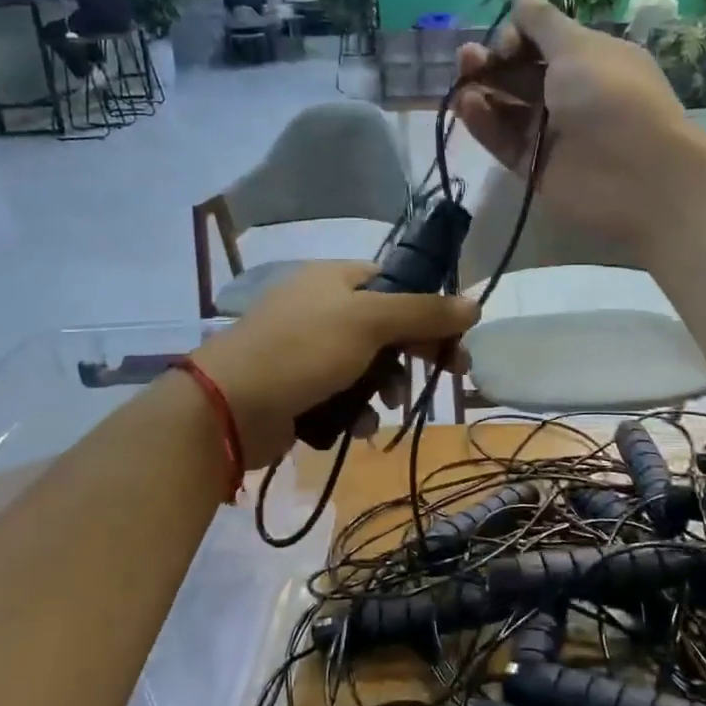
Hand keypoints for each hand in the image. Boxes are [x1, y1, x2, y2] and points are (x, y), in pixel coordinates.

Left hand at [189, 262, 478, 465]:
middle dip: (413, 353)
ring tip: (388, 405)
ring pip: (367, 364)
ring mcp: (307, 349)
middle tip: (448, 375)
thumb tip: (475, 304)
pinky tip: (358, 426)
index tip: (455, 339)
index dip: (428, 309)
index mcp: (335, 279)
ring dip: (386, 386)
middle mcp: (322, 307)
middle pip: (385, 326)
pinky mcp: (298, 387)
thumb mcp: (370, 322)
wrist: (229, 405)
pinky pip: (342, 393)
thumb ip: (424, 313)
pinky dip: (356, 409)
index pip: (395, 283)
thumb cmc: (304, 350)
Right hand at [455, 0, 698, 248]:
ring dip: (483, 89)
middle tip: (469, 58)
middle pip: (522, 75)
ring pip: (508, 108)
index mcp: (592, 60)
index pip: (544, 43)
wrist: (635, 176)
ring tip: (462, 78)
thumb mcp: (578, 47)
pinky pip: (504, 140)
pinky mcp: (534, 167)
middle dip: (494, 61)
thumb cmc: (611, 97)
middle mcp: (571, 95)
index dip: (520, 36)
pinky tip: (468, 105)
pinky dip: (485, 122)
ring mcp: (552, 134)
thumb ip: (542, 23)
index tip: (509, 40)